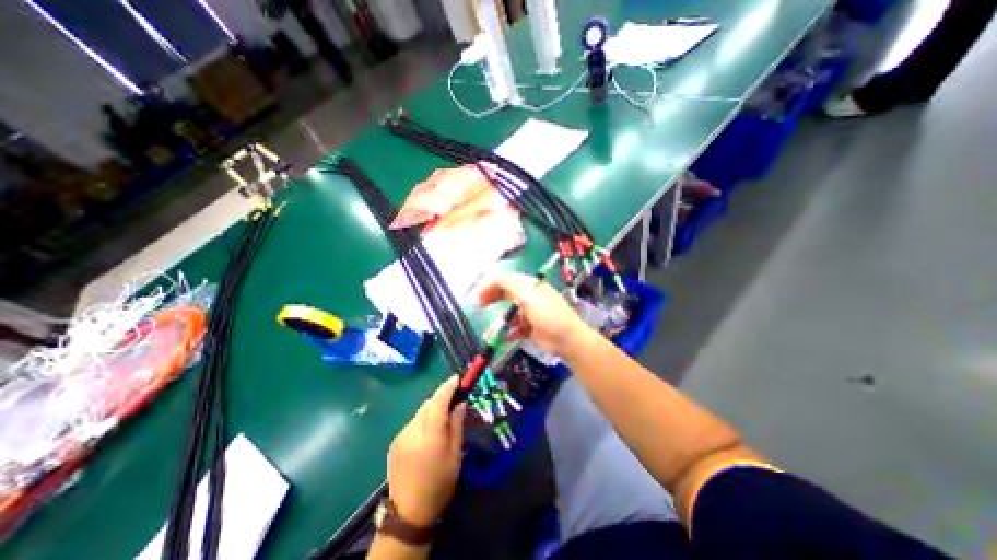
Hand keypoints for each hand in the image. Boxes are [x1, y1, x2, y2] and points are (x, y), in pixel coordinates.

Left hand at [387, 377, 469, 524]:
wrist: (409, 513)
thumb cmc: (440, 483)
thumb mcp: (455, 453)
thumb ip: (456, 424)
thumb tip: (460, 402)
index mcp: (431, 433)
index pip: (439, 400)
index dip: (448, 386)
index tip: (457, 378)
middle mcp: (413, 429)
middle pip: (428, 403)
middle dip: (441, 397)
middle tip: (453, 400)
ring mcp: (401, 435)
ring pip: (420, 412)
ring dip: (431, 410)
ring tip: (441, 419)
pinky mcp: (395, 442)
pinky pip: (412, 423)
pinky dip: (422, 421)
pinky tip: (427, 435)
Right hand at [481, 273, 595, 356]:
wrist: (567, 339)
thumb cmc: (549, 314)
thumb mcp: (529, 296)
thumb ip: (511, 285)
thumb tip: (497, 279)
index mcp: (530, 286)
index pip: (507, 280)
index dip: (492, 286)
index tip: (479, 297)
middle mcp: (529, 297)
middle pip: (506, 294)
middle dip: (492, 299)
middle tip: (479, 305)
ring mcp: (529, 313)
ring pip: (508, 315)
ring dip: (499, 323)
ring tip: (490, 334)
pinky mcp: (530, 328)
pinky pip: (514, 328)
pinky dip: (508, 332)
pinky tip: (503, 337)